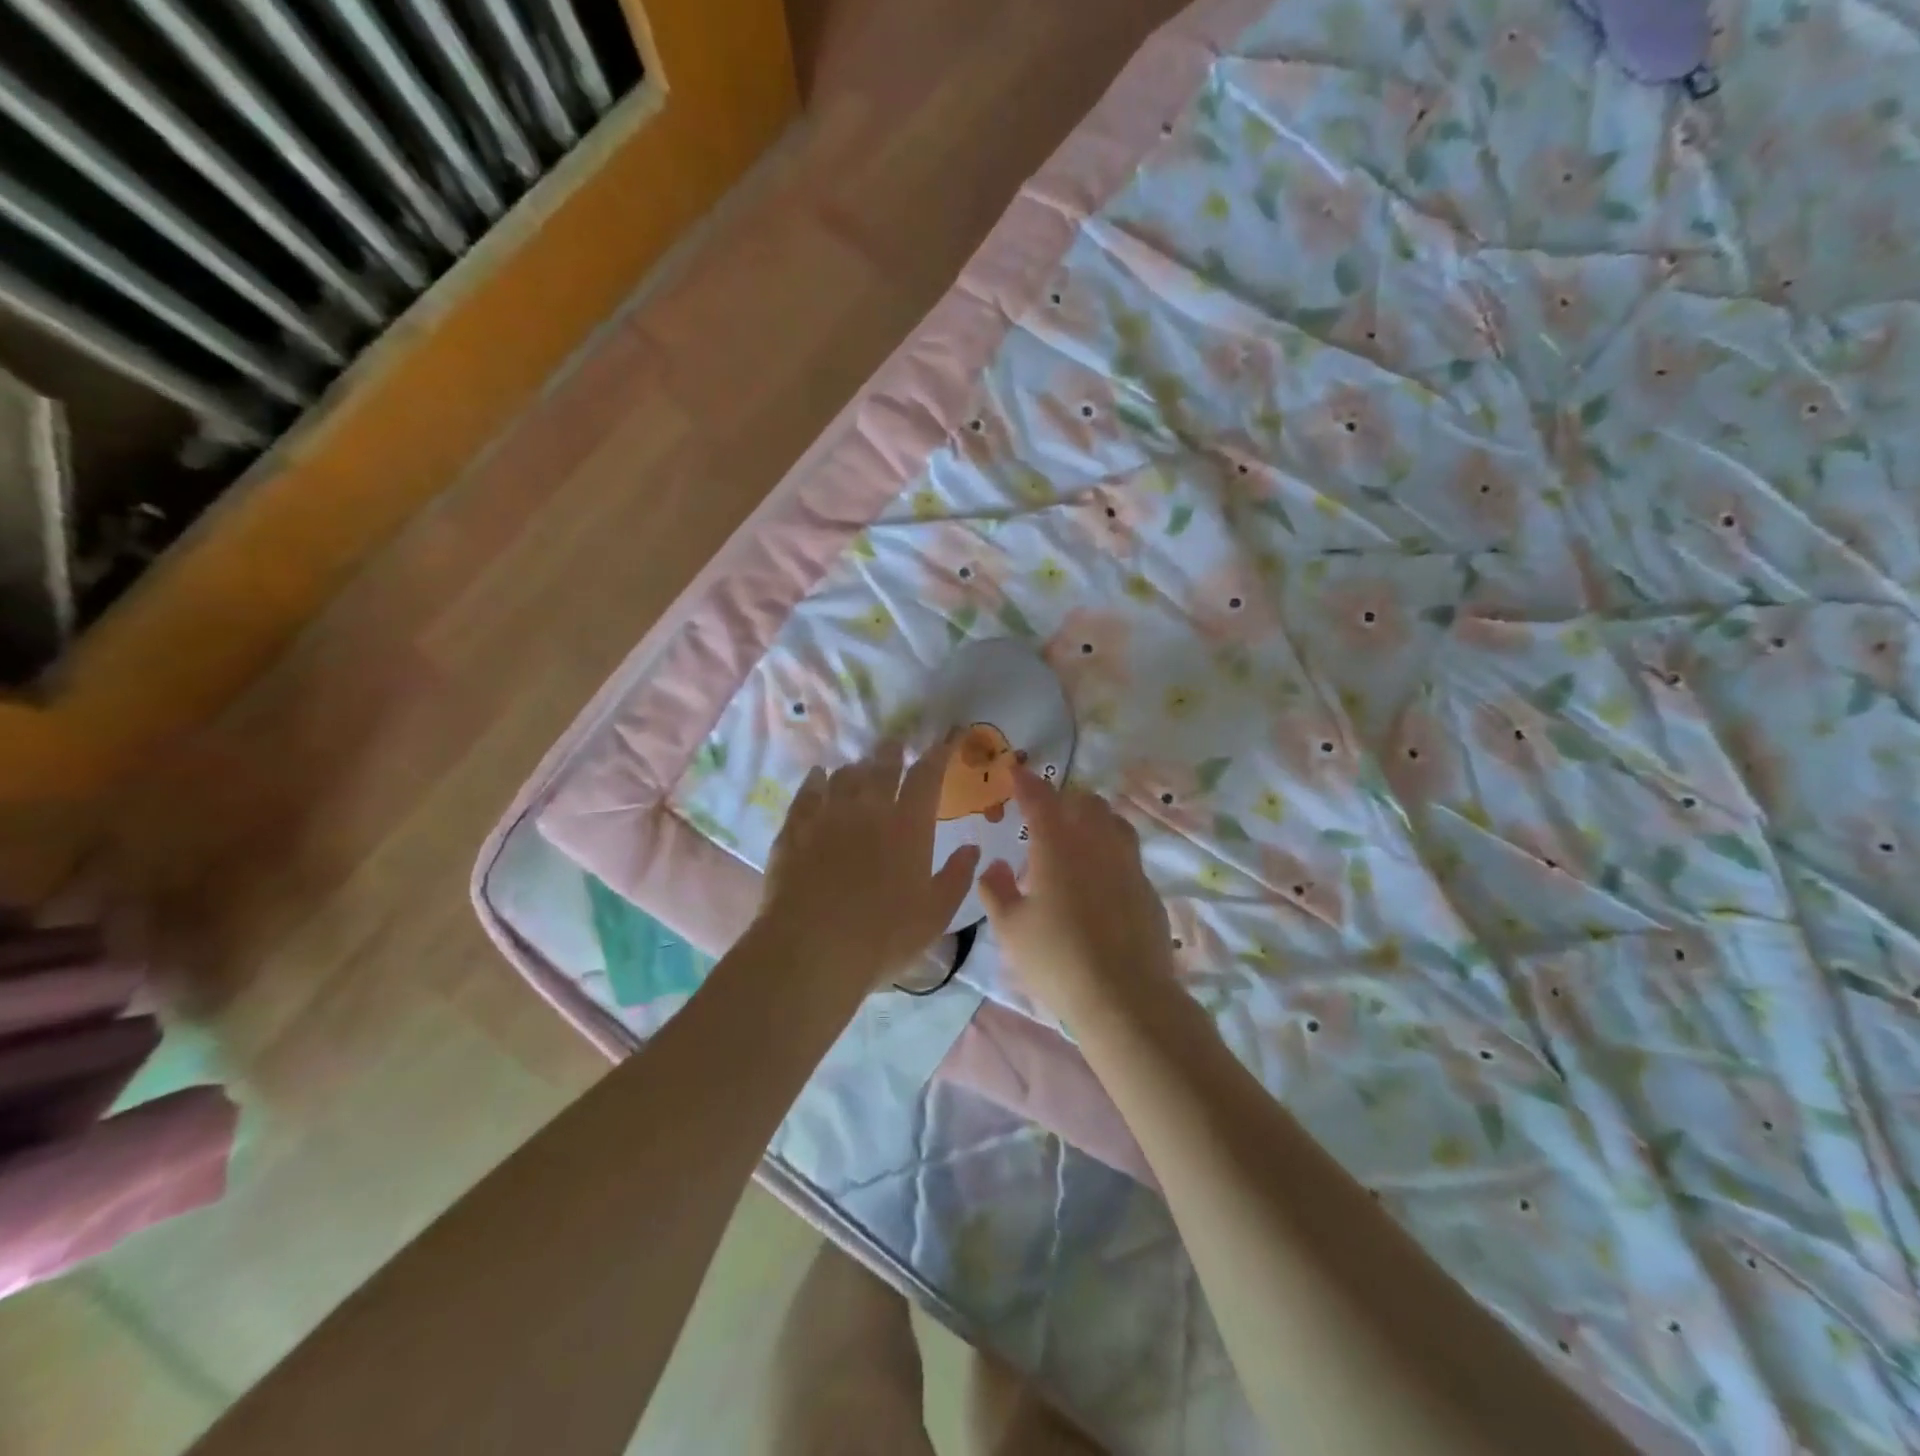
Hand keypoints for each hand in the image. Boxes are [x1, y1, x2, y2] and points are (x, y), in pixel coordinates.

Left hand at [757, 740, 979, 991]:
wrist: (812, 950)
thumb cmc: (884, 936)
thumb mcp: (935, 914)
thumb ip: (957, 877)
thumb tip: (972, 848)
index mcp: (908, 825)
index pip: (927, 776)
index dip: (939, 753)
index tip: (946, 739)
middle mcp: (868, 808)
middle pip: (882, 765)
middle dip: (893, 751)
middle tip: (896, 745)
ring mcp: (827, 815)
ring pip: (844, 775)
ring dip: (857, 767)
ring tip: (860, 768)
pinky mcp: (794, 829)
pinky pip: (807, 792)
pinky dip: (817, 780)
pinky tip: (819, 777)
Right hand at [977, 768, 1176, 1016]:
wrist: (1125, 997)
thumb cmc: (1057, 959)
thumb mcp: (1011, 929)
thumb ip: (997, 891)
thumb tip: (994, 866)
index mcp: (1058, 847)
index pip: (1041, 799)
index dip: (1027, 782)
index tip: (1016, 771)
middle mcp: (1097, 845)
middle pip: (1086, 803)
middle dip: (1065, 799)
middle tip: (1047, 814)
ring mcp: (1129, 865)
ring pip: (1115, 822)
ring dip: (1094, 819)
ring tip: (1078, 838)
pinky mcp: (1148, 889)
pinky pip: (1129, 855)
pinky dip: (1111, 852)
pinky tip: (1101, 879)